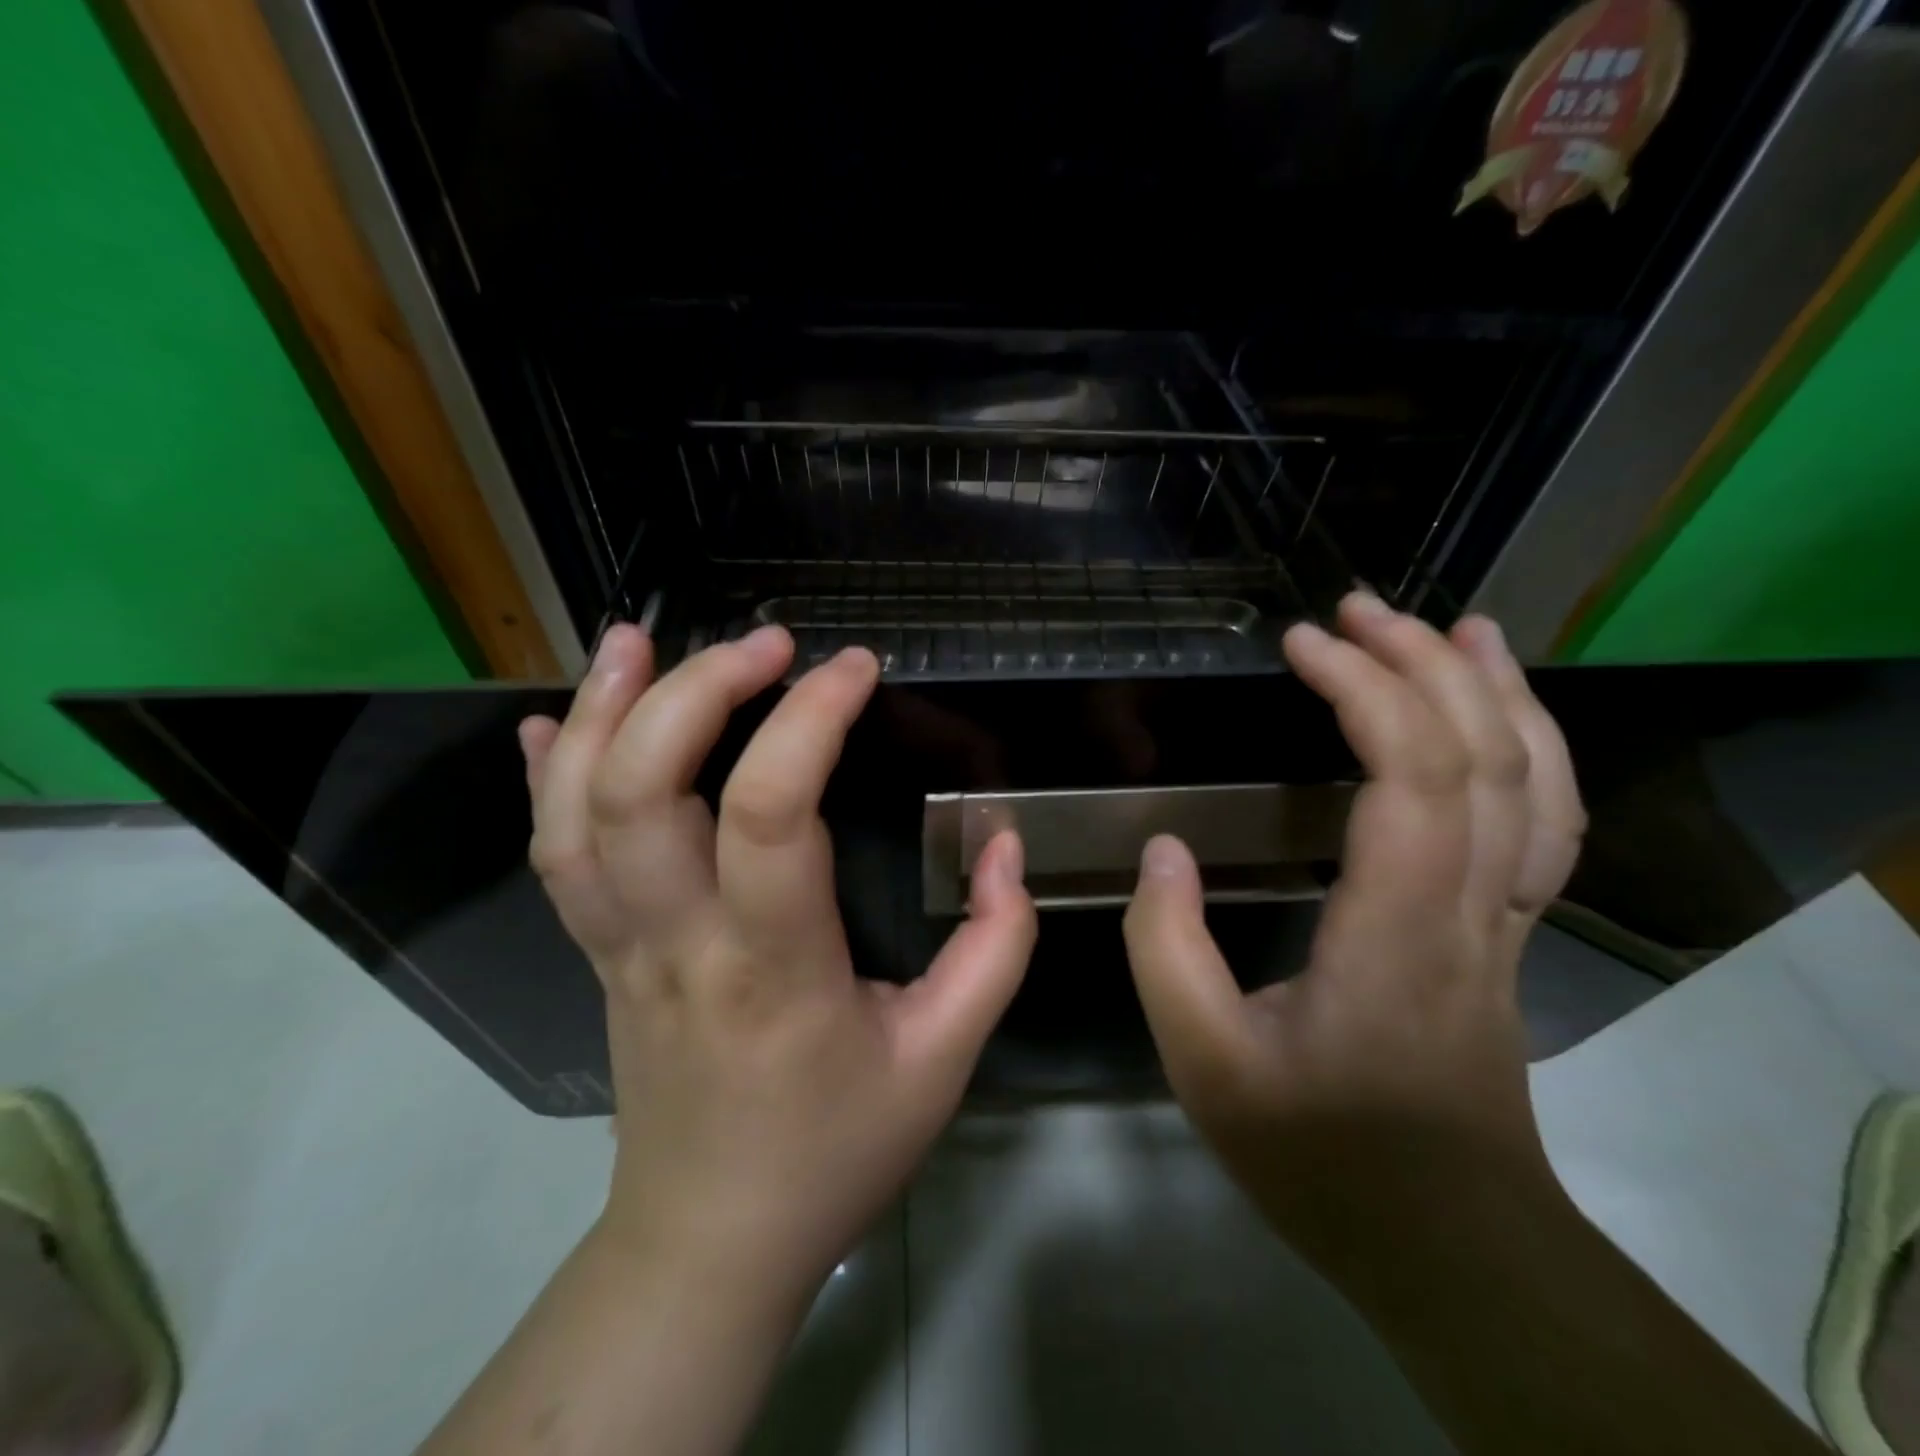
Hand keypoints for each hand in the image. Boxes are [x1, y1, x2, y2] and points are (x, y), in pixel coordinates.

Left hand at [518, 624, 1036, 1309]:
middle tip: (763, 643)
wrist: (711, 1242)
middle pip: (641, 792)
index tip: (853, 669)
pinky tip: (554, 720)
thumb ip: (994, 948)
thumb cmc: (835, 1151)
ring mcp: (619, 948)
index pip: (770, 813)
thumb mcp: (945, 1060)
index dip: (809, 720)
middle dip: (695, 692)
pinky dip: (543, 777)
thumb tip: (1006, 849)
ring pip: (574, 814)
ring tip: (635, 638)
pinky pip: (552, 857)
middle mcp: (677, 943)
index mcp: (773, 968)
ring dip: (600, 712)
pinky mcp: (596, 956)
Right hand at [1122, 593, 1585, 1272]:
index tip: (1302, 643)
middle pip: (1484, 757)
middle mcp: (1469, 909)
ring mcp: (1503, 922)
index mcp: (1396, 929)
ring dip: (1496, 692)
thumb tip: (1162, 851)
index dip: (1366, 689)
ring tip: (1456, 626)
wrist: (1446, 1245)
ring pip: (1535, 784)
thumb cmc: (1319, 1153)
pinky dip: (1528, 752)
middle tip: (1358, 608)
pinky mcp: (1504, 936)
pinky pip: (1541, 823)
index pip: (1411, 775)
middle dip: (1425, 663)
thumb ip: (1166, 948)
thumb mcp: (1204, 1061)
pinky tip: (1495, 721)